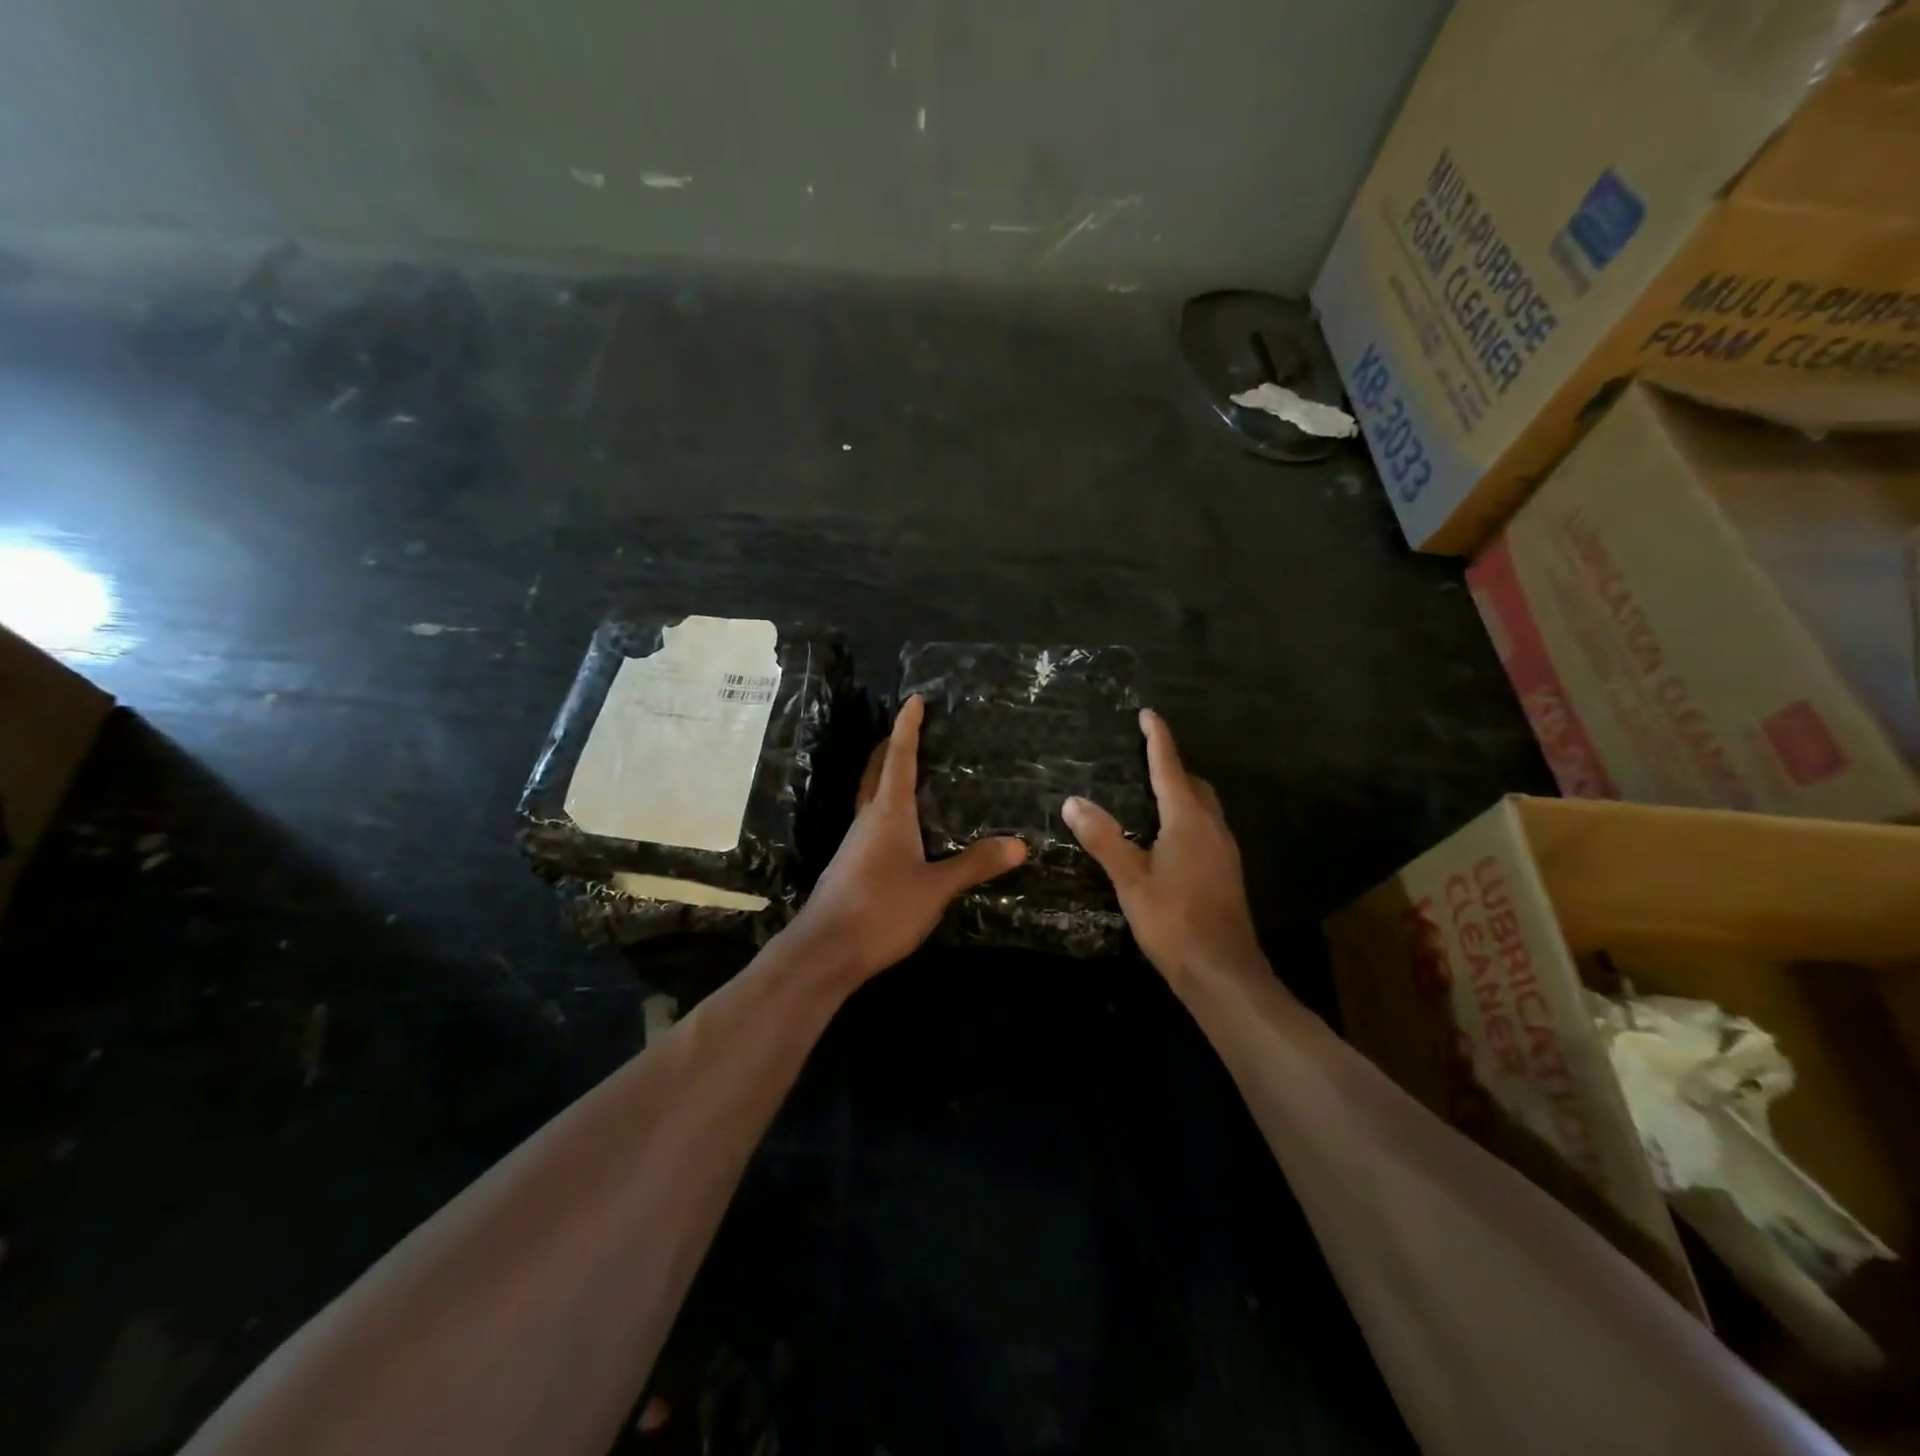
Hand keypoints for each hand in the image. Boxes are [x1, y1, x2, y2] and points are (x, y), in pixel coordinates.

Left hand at [785, 694, 1027, 984]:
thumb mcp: (935, 888)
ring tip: (912, 771)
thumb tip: (1020, 843)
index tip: (915, 700)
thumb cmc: (881, 909)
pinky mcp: (852, 864)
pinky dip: (887, 807)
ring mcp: (856, 842)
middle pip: (878, 770)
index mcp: (889, 812)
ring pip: (871, 796)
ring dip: (887, 775)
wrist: (826, 950)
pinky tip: (903, 827)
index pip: (900, 757)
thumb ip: (974, 864)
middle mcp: (868, 819)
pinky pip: (871, 821)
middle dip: (893, 745)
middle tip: (912, 729)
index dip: (908, 727)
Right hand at [1063, 709, 1261, 988]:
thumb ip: (1103, 838)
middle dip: (1171, 765)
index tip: (1148, 714)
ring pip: (1203, 806)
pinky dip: (1186, 816)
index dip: (1158, 739)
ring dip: (1181, 791)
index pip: (1170, 768)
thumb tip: (1073, 801)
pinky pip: (1205, 827)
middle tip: (1143, 756)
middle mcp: (1212, 827)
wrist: (1222, 971)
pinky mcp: (1226, 870)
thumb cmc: (1173, 921)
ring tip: (1150, 792)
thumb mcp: (1131, 879)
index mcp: (1188, 821)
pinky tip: (1166, 836)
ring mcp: (1224, 850)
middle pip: (1193, 784)